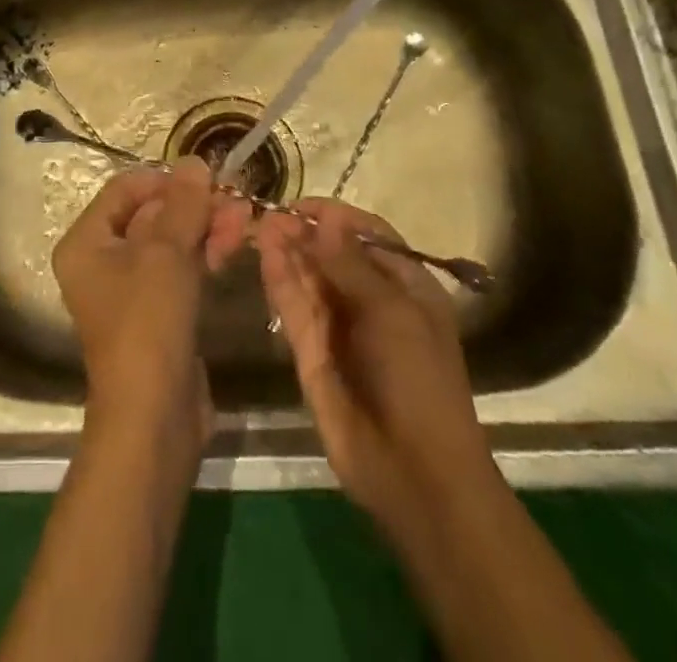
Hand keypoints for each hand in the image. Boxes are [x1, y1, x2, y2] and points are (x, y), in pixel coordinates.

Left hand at [53, 160, 252, 439]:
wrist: (154, 418)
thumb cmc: (147, 324)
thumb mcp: (166, 254)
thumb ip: (183, 204)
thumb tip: (195, 161)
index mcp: (86, 242)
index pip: (124, 190)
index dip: (164, 179)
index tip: (205, 179)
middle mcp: (102, 261)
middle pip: (150, 214)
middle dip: (193, 205)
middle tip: (235, 200)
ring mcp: (131, 288)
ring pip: (170, 241)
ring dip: (205, 226)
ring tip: (244, 219)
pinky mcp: (158, 312)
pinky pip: (180, 269)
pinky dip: (204, 253)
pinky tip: (234, 245)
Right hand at [256, 199, 494, 531]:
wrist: (414, 473)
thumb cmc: (417, 380)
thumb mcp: (392, 312)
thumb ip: (352, 263)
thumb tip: (328, 217)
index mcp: (406, 288)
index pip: (369, 237)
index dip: (337, 218)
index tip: (303, 204)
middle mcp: (371, 301)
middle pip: (333, 254)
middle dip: (304, 233)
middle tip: (269, 214)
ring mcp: (339, 327)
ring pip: (309, 278)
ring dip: (287, 251)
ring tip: (259, 225)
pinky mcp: (311, 352)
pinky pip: (294, 308)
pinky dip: (279, 281)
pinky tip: (265, 255)